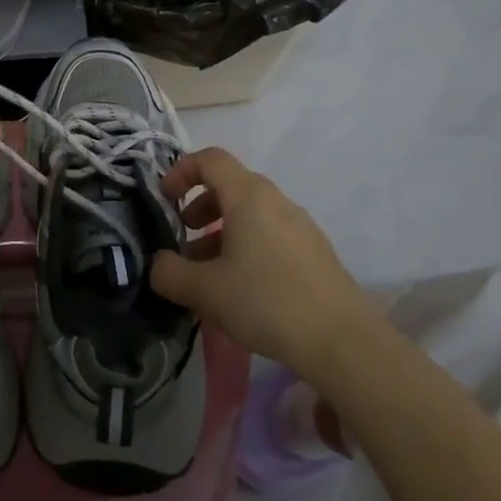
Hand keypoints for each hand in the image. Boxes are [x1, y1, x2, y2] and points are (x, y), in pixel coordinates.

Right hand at [150, 146, 377, 380]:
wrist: (342, 341)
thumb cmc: (266, 302)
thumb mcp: (204, 290)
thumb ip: (169, 273)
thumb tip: (158, 264)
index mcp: (248, 196)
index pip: (209, 159)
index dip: (181, 172)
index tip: (165, 199)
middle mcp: (276, 200)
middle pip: (230, 186)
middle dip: (200, 207)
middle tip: (184, 238)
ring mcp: (300, 225)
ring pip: (251, 214)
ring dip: (222, 232)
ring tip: (209, 272)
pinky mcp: (314, 252)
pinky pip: (270, 234)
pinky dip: (247, 246)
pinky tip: (243, 288)